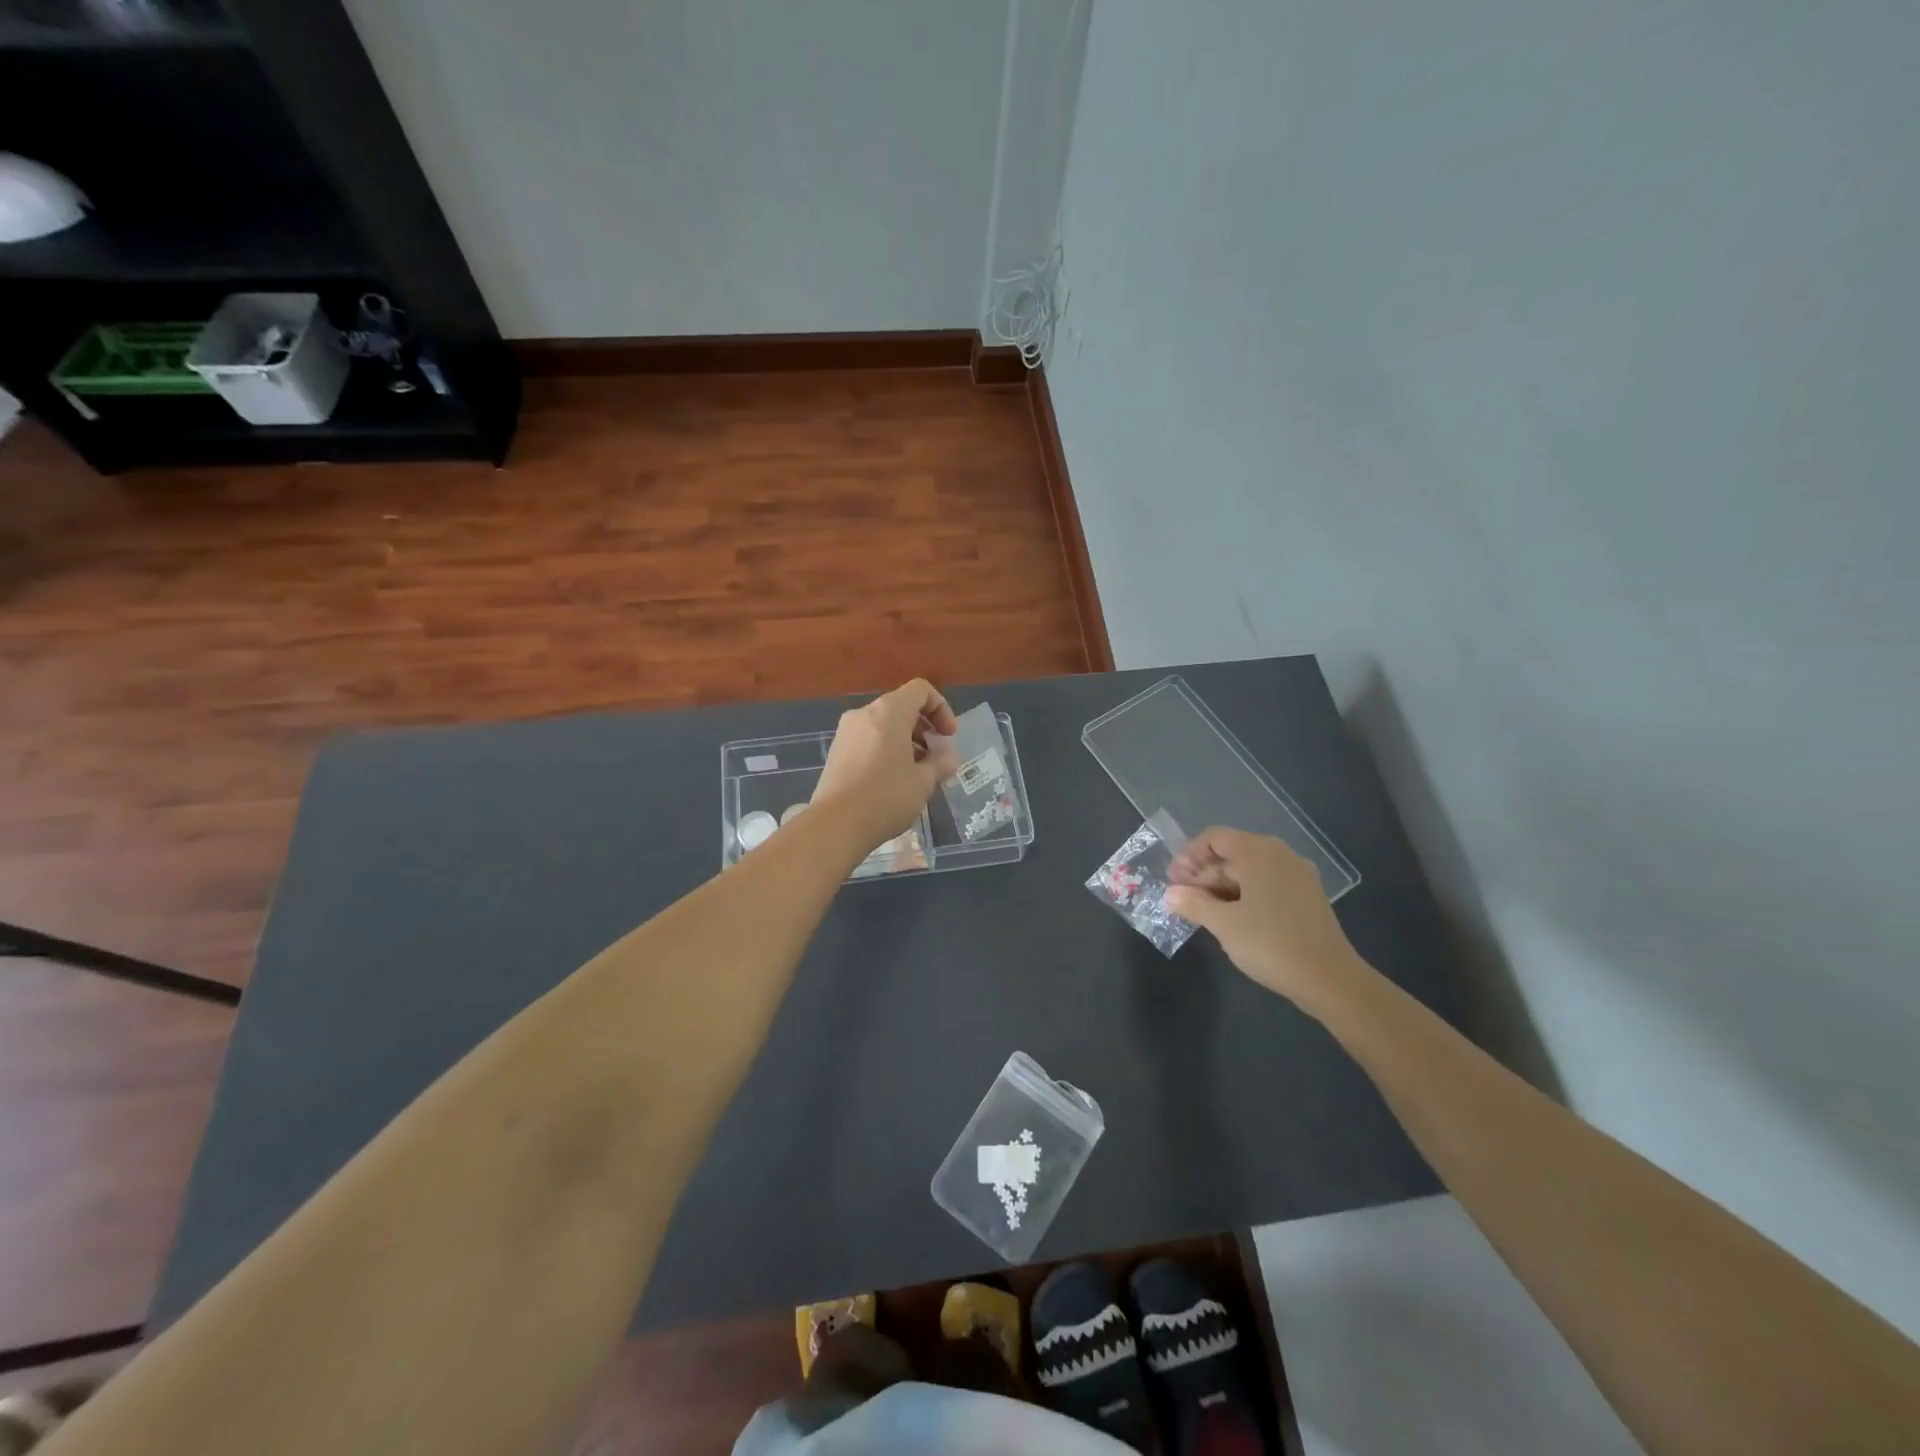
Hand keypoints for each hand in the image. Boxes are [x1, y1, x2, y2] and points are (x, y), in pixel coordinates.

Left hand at [812, 679, 959, 851]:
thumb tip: (948, 758)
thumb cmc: (885, 797)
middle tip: (936, 757)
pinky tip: (892, 780)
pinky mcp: (836, 752)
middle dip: (924, 728)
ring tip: (916, 772)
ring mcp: (846, 732)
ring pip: (884, 725)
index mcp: (889, 712)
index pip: (921, 690)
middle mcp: (864, 714)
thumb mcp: (923, 782)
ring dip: (906, 741)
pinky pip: (868, 740)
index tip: (948, 737)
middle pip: (901, 707)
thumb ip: (940, 764)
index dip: (941, 708)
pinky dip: (886, 750)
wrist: (835, 824)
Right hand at [1165, 827, 1373, 1017]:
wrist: (1330, 980)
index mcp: (1259, 852)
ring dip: (1222, 886)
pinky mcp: (1307, 897)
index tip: (1175, 882)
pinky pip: (1267, 884)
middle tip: (1184, 899)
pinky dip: (1245, 894)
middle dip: (1204, 873)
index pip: (1215, 838)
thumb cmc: (1270, 943)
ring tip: (1204, 912)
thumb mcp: (1223, 924)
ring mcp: (1298, 876)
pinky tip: (1233, 919)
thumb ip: (1193, 904)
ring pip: (1250, 870)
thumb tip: (1170, 894)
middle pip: (1232, 852)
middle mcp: (1280, 855)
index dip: (1189, 856)